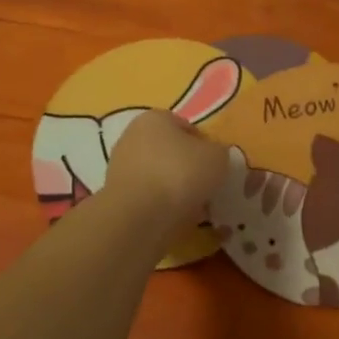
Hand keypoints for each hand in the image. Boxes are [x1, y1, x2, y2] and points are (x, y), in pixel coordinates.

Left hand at [102, 109, 228, 224]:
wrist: (139, 217)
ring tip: (196, 209)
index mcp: (155, 118)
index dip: (206, 146)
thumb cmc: (180, 174)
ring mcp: (121, 168)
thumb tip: (216, 159)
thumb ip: (221, 153)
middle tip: (209, 188)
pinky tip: (177, 220)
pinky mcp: (117, 197)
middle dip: (190, 169)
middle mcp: (133, 137)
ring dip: (177, 190)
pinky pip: (150, 199)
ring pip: (161, 177)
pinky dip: (164, 207)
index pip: (187, 127)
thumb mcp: (218, 157)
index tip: (218, 167)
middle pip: (172, 153)